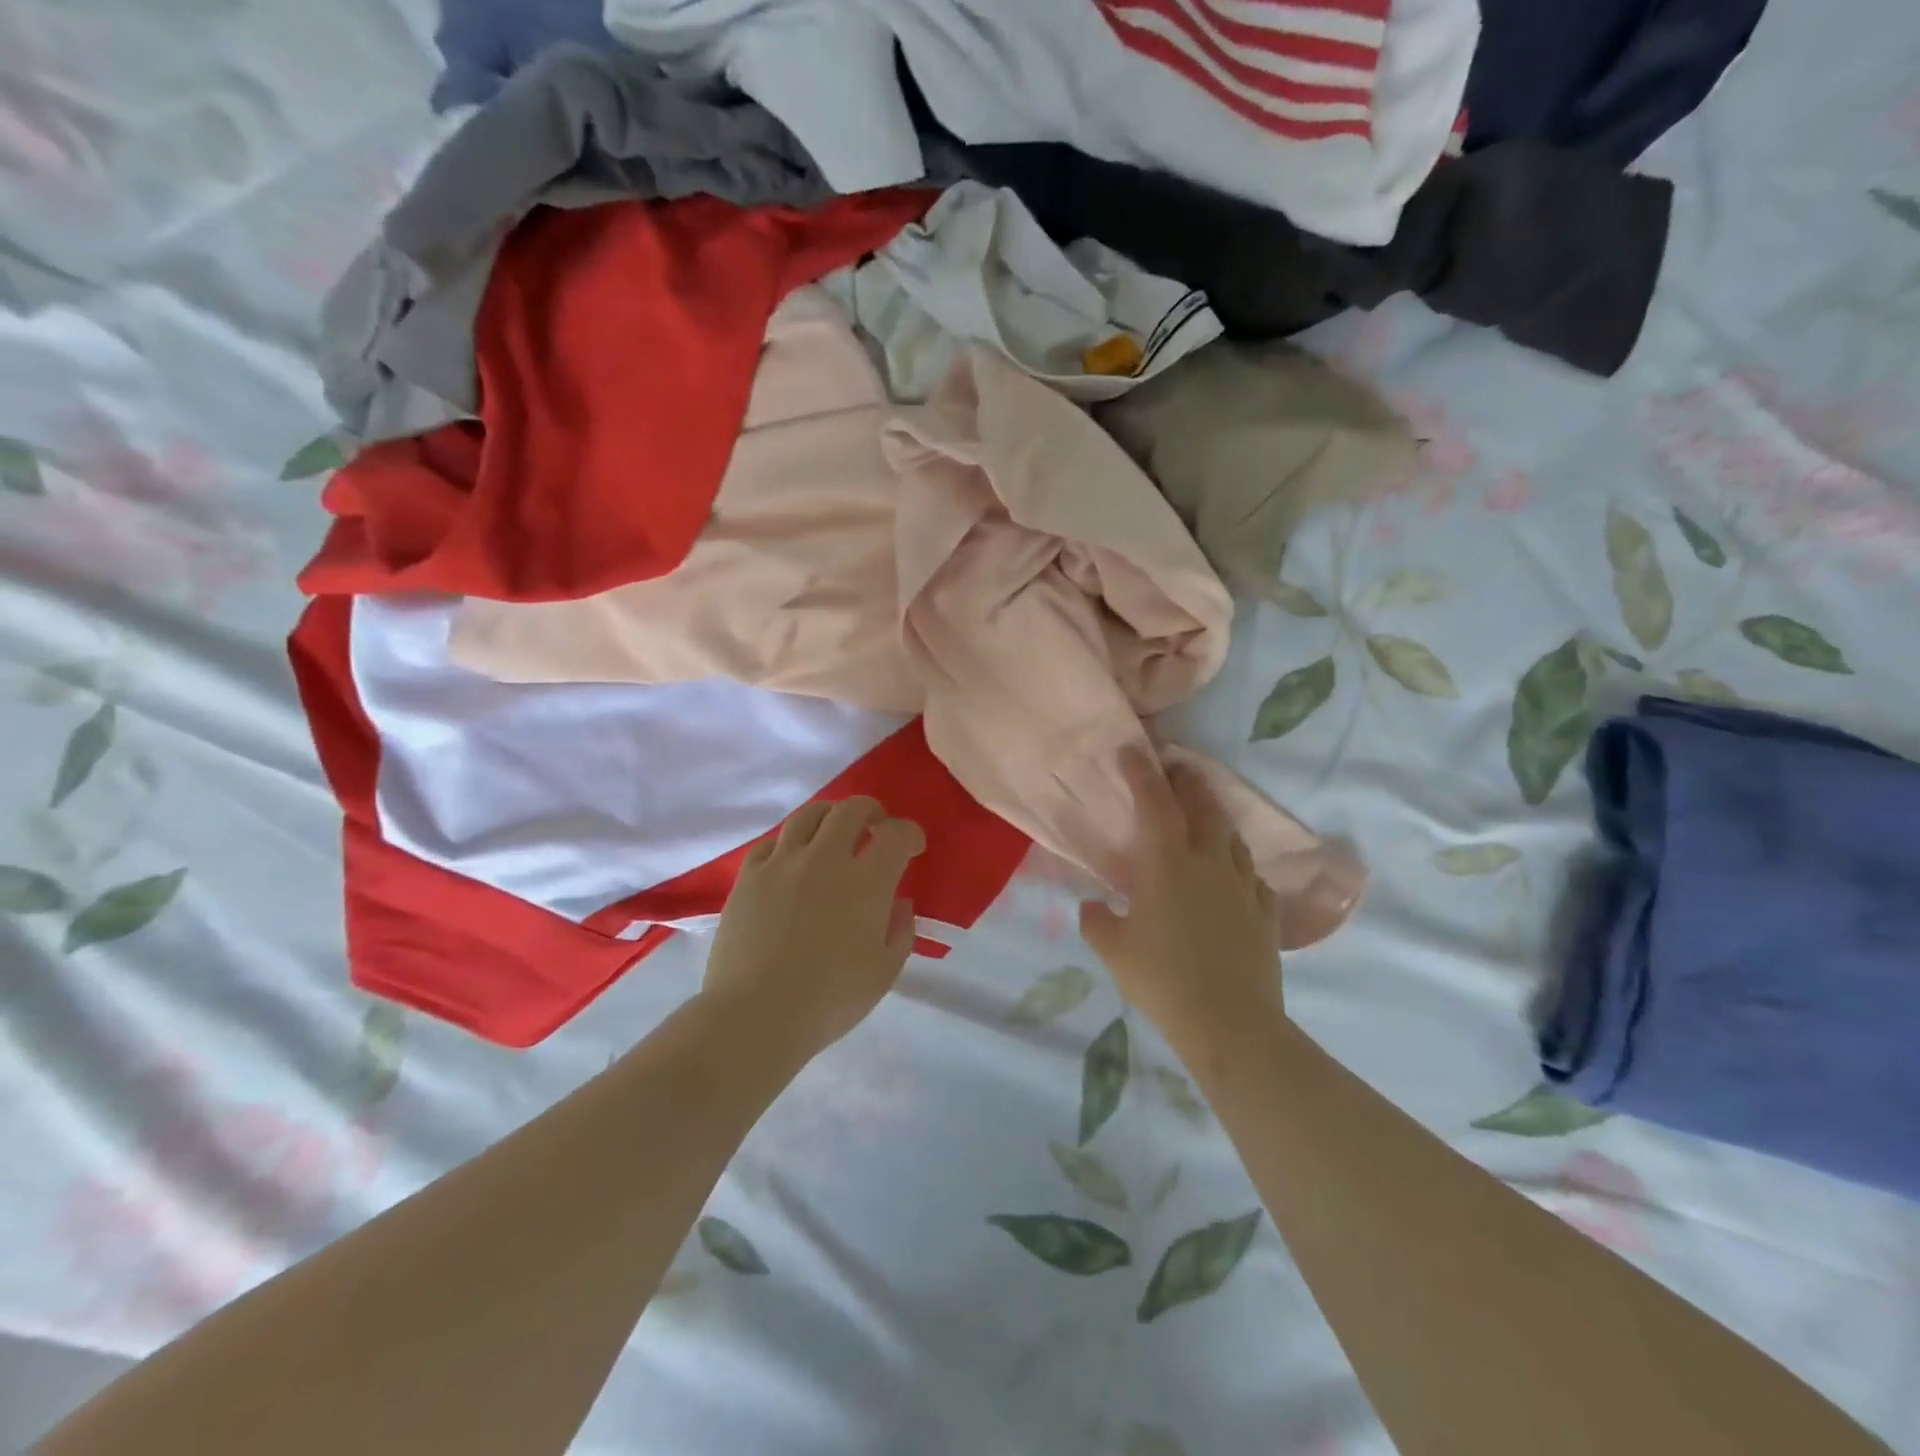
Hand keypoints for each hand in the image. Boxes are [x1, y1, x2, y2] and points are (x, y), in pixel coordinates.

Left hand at [702, 797, 924, 1057]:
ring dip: (830, 816)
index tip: (913, 847)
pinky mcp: (749, 876)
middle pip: (852, 809)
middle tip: (876, 828)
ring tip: (834, 832)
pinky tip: (792, 860)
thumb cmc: (829, 1000)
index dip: (910, 833)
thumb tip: (898, 902)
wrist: (755, 1016)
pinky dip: (790, 843)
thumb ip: (900, 930)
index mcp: (866, 881)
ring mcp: (783, 863)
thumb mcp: (884, 972)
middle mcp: (825, 858)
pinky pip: (772, 842)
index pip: (896, 834)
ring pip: (809, 815)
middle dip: (872, 812)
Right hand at [1079, 750, 1283, 1050]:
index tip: (1132, 748)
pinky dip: (1238, 866)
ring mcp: (1243, 886)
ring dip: (1215, 819)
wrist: (1230, 1024)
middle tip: (1176, 769)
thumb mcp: (1114, 951)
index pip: (1154, 803)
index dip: (1142, 772)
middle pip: (1203, 807)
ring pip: (1231, 837)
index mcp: (1167, 863)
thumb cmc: (1162, 980)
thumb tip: (1092, 907)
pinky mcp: (1265, 913)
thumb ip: (1097, 922)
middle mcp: (1209, 862)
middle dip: (1188, 782)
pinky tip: (1233, 877)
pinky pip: (1252, 876)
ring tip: (1204, 818)